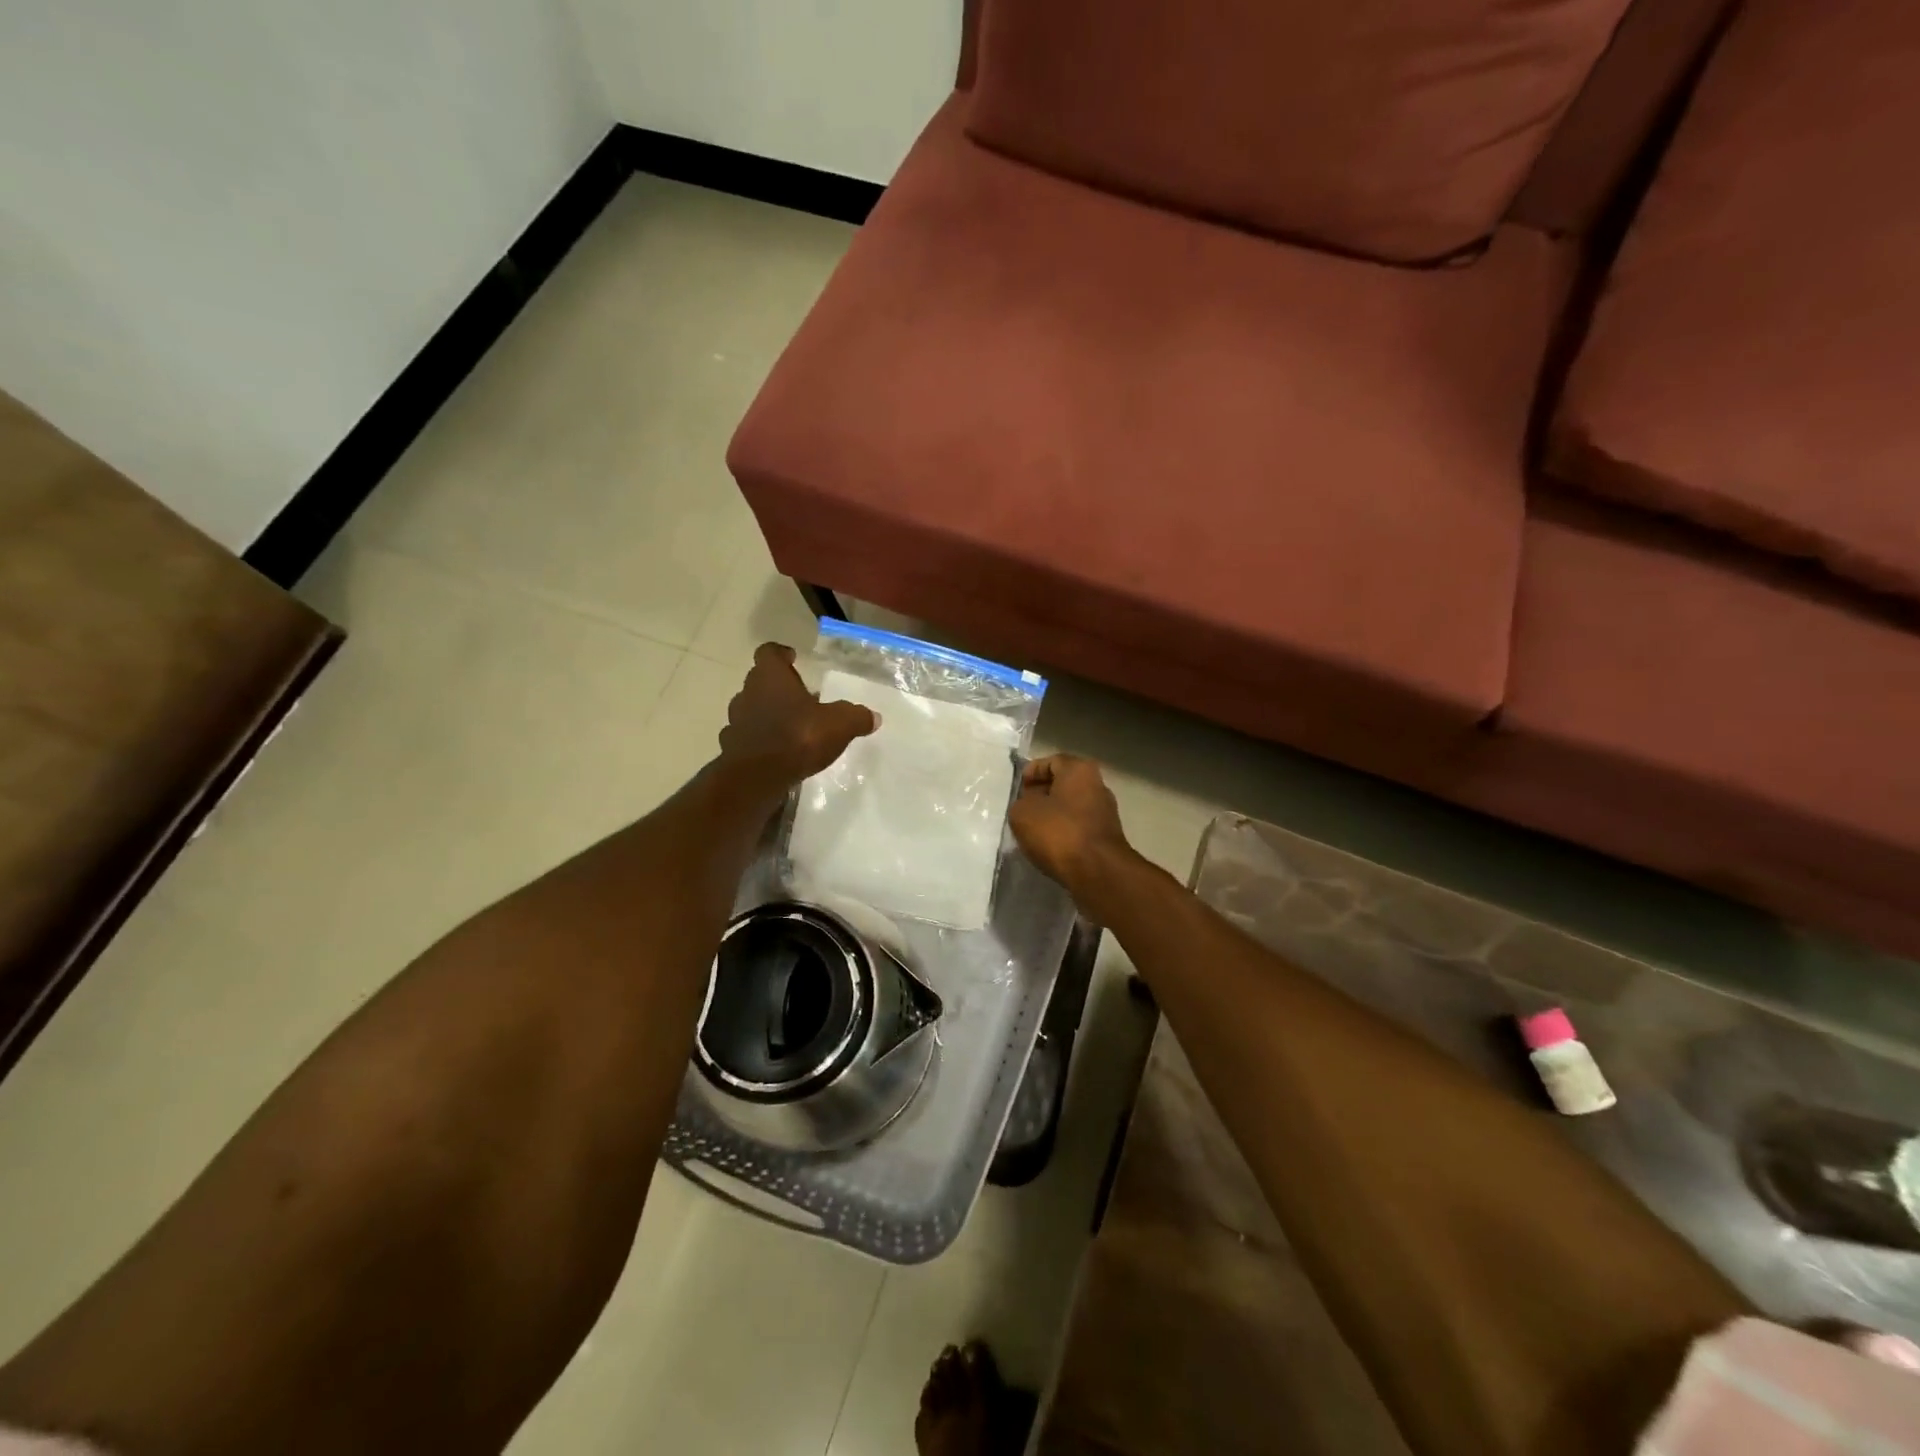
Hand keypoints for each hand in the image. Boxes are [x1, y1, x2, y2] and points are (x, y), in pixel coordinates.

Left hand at [719, 643, 877, 788]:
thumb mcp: (839, 724)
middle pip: (760, 681)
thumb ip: (856, 717)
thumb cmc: (798, 737)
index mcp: (770, 676)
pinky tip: (777, 751)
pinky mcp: (732, 748)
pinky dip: (760, 740)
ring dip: (768, 713)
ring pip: (752, 709)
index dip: (780, 654)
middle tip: (800, 696)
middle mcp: (748, 693)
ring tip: (791, 725)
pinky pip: (747, 737)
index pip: (769, 652)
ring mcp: (736, 721)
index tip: (791, 658)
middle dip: (778, 687)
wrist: (758, 777)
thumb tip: (873, 716)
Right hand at [1008, 755, 1137, 897]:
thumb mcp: (1023, 813)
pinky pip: (1079, 827)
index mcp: (1079, 770)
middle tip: (1022, 809)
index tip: (1018, 789)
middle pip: (1063, 784)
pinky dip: (1064, 832)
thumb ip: (1021, 803)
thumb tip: (1029, 806)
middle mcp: (1098, 785)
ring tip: (1032, 830)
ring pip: (1071, 807)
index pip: (1051, 761)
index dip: (1031, 772)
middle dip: (1042, 794)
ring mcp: (1106, 812)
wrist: (1098, 872)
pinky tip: (1049, 846)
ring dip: (1052, 815)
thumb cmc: (1059, 832)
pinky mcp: (1107, 837)